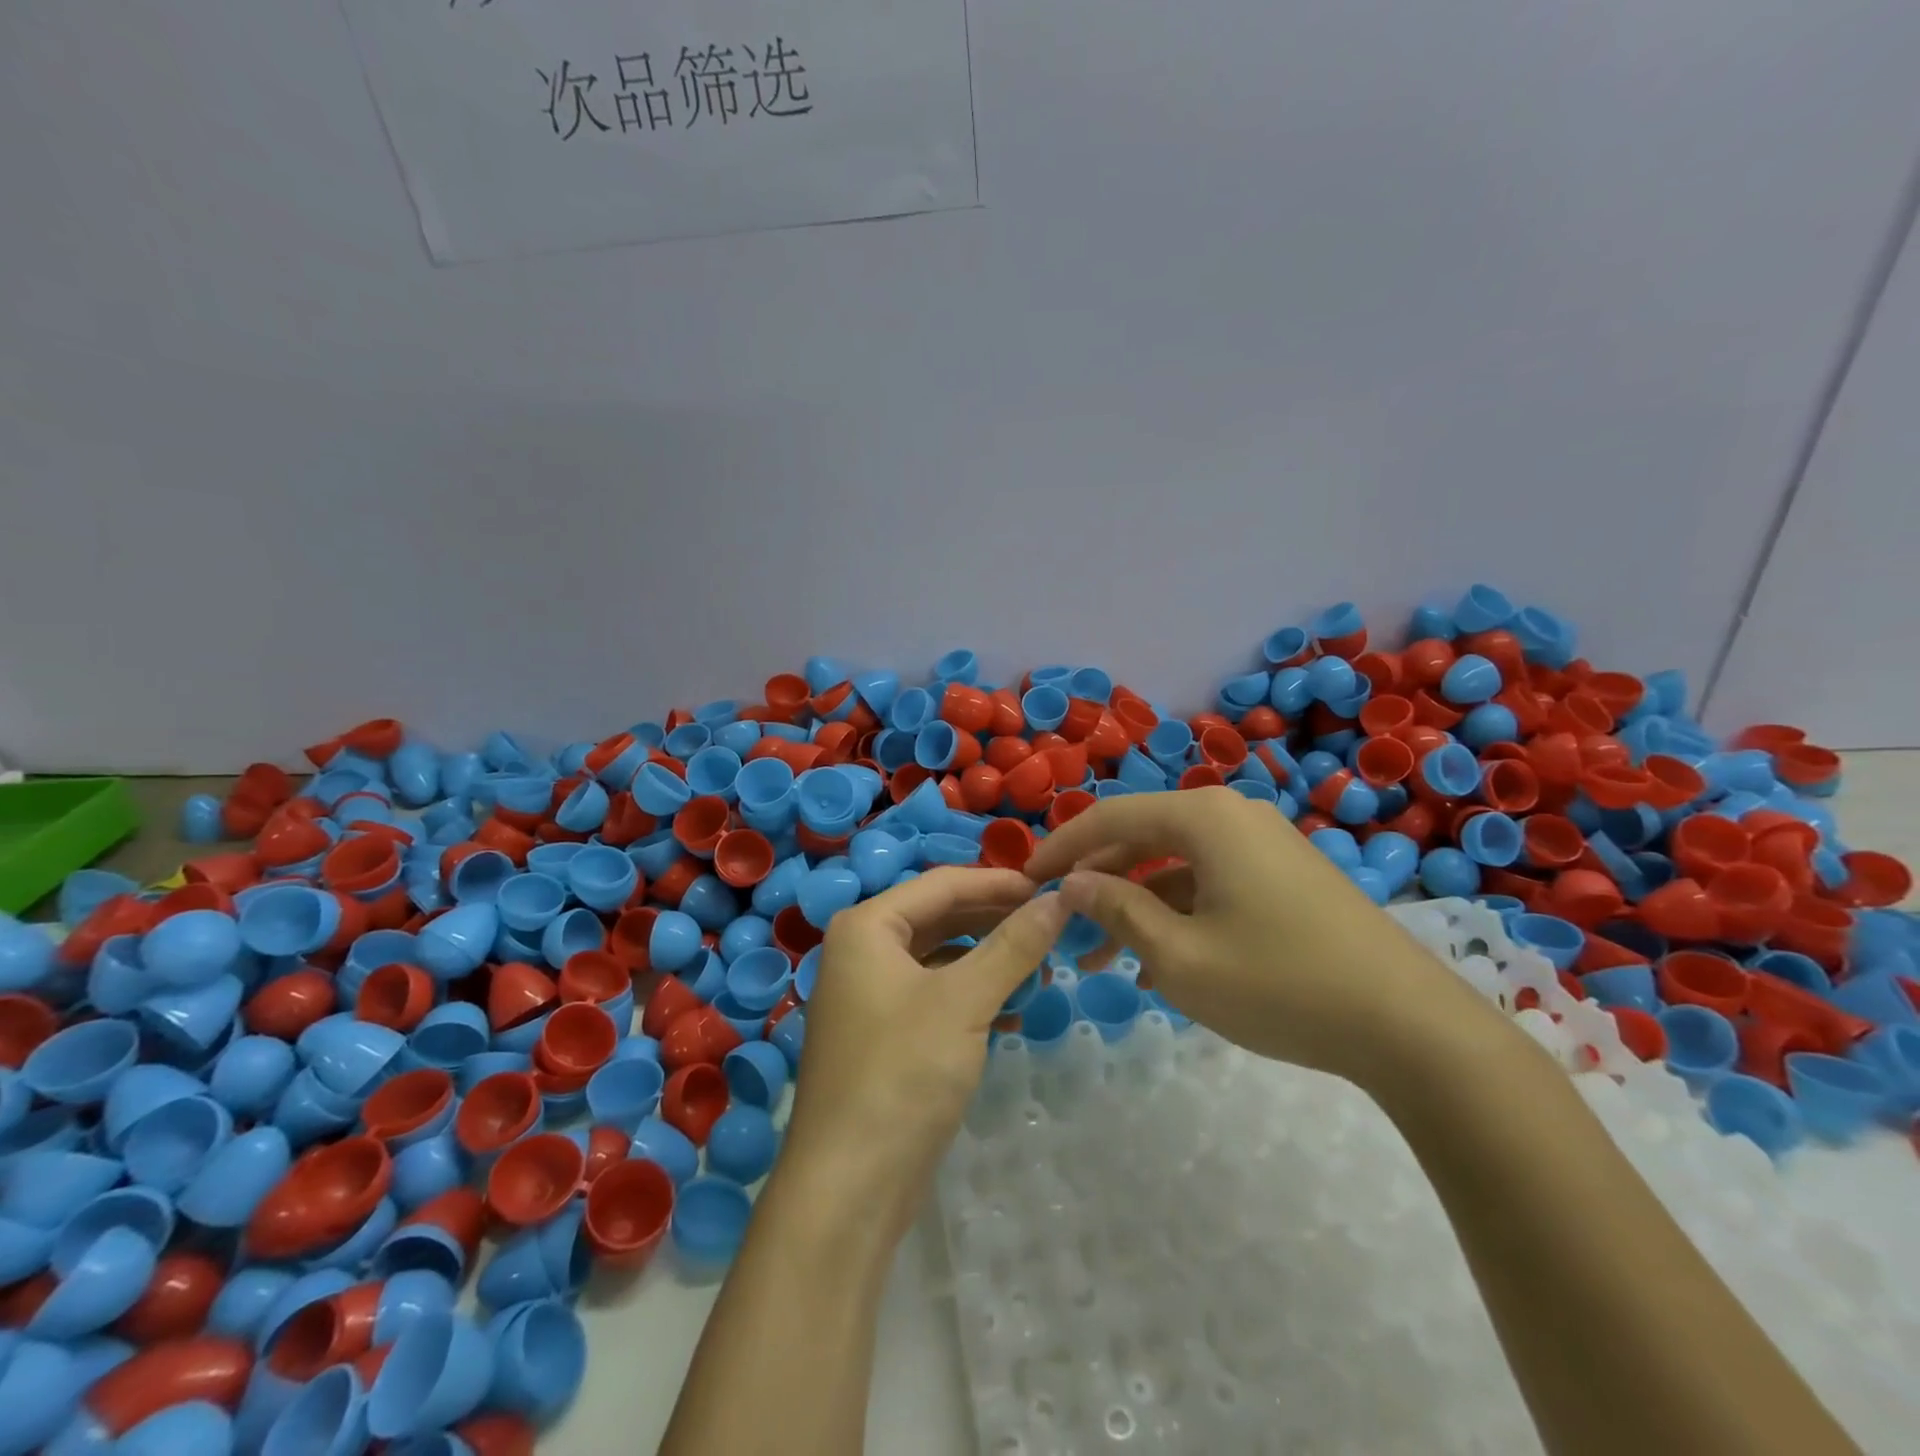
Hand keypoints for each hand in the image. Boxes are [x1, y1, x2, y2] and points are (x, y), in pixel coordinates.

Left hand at [781, 868, 1067, 1241]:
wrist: (848, 1188)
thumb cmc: (901, 1075)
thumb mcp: (964, 1002)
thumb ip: (1013, 946)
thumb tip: (1059, 899)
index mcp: (867, 926)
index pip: (943, 882)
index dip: (1000, 882)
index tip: (1053, 888)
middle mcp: (863, 950)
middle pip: (940, 915)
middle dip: (996, 919)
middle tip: (1052, 925)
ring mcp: (870, 993)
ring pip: (940, 956)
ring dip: (988, 958)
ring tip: (1041, 967)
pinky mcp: (884, 1033)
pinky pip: (934, 993)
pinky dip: (972, 994)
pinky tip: (1012, 1009)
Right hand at [1023, 787, 1478, 1085]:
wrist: (1409, 1027)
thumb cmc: (1279, 983)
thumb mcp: (1179, 956)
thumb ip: (1118, 910)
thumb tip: (1074, 884)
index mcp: (1204, 818)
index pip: (1109, 816)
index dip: (1061, 846)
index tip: (1023, 879)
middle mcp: (1232, 816)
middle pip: (1142, 836)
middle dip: (1097, 880)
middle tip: (1059, 922)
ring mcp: (1263, 845)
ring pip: (1175, 864)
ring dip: (1135, 903)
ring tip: (1100, 958)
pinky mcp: (1284, 876)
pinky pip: (1210, 881)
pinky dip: (1176, 912)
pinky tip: (1157, 962)